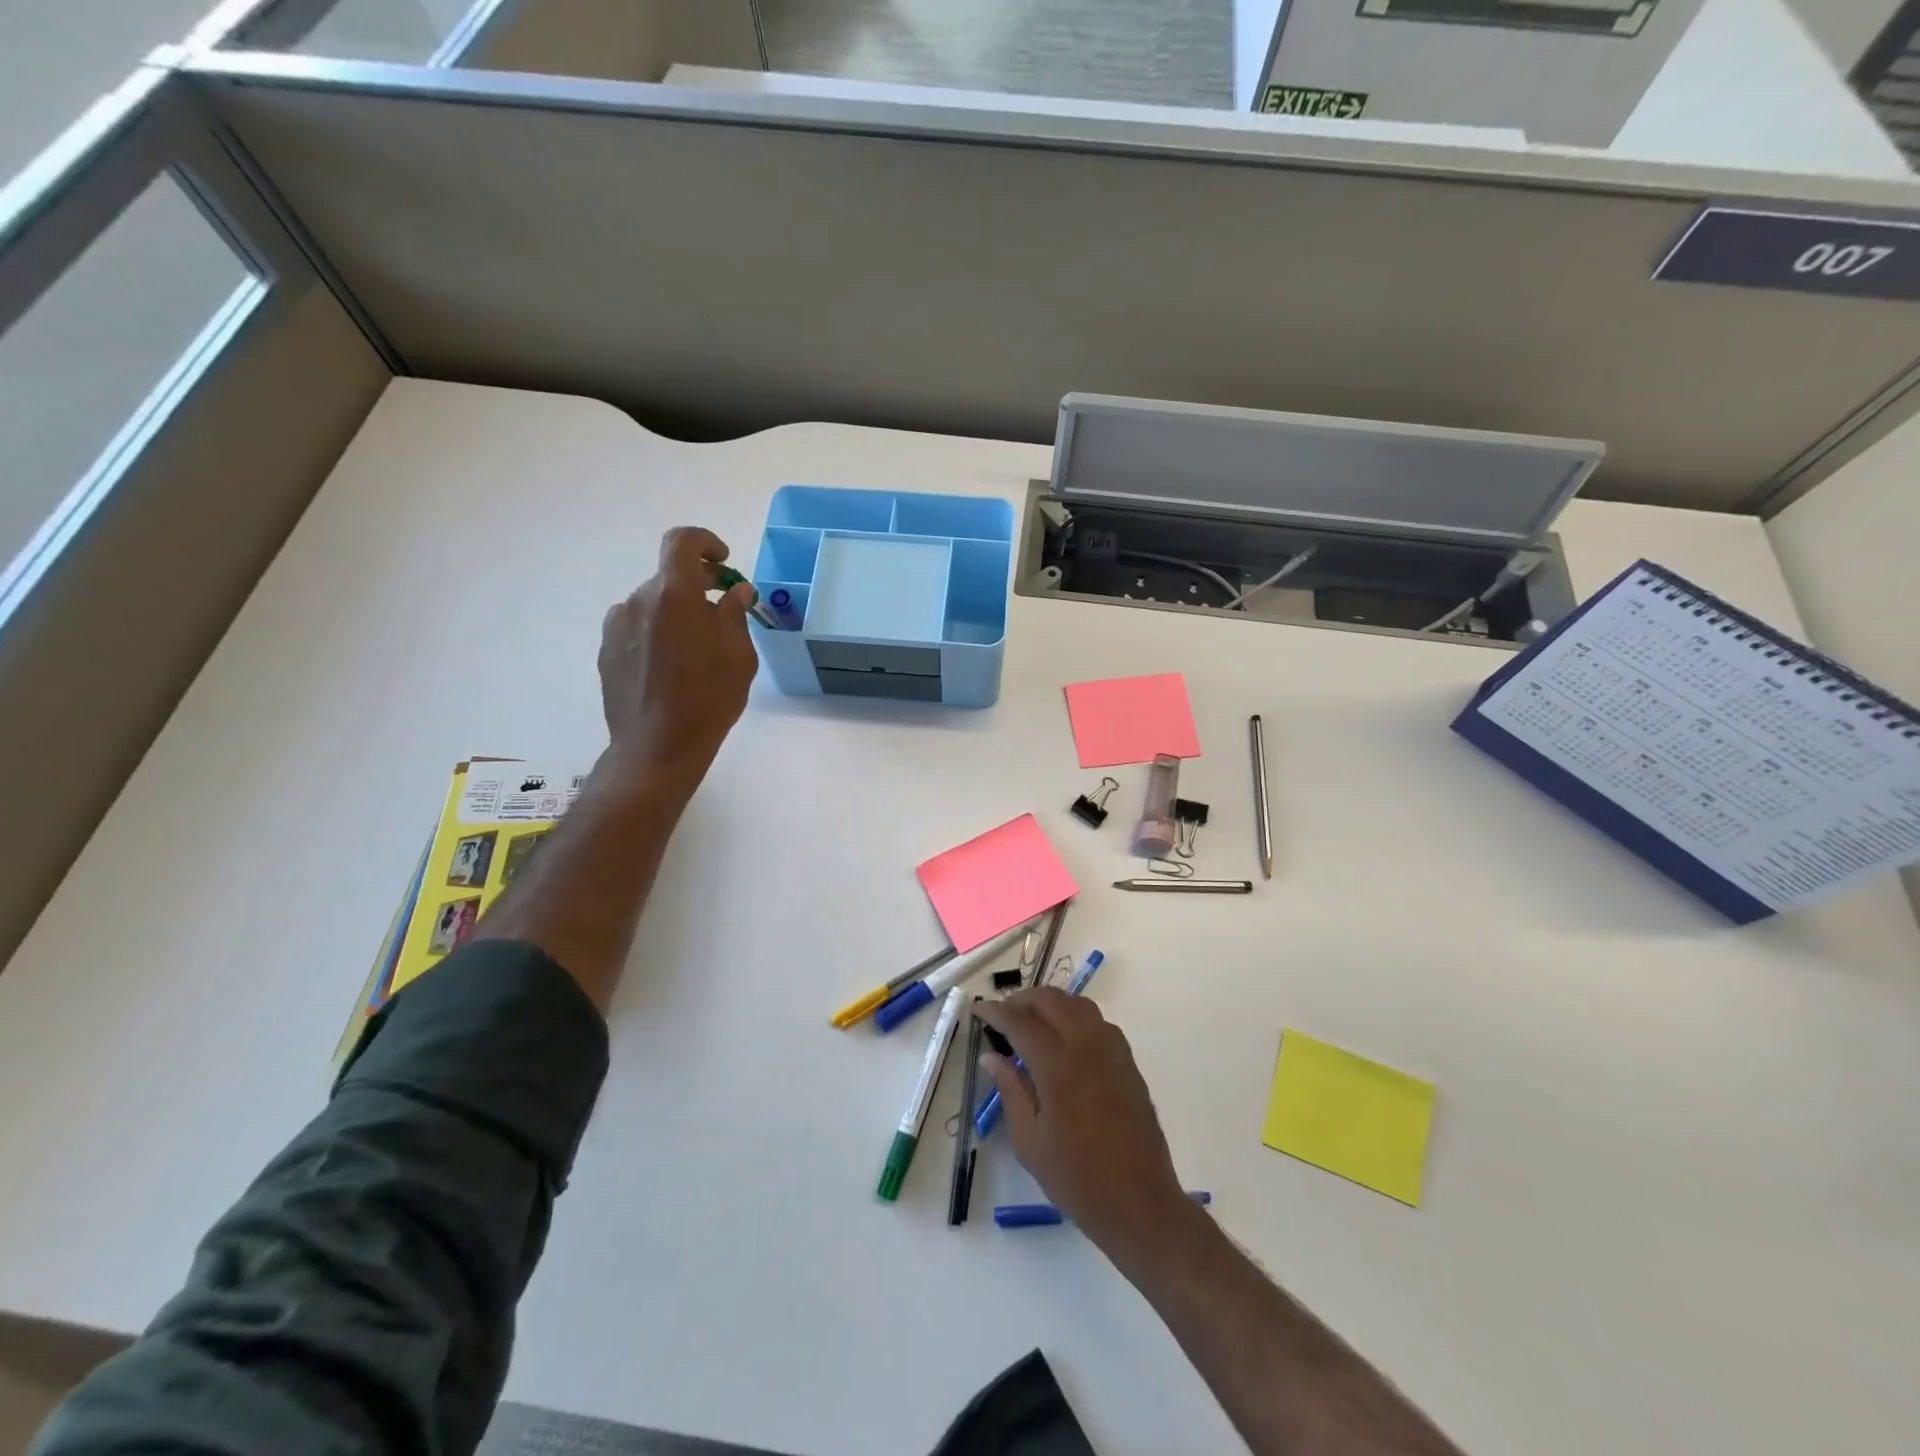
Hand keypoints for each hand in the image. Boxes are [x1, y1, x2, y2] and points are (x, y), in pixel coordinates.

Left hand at [598, 527, 758, 785]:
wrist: (656, 747)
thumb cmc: (709, 700)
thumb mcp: (739, 656)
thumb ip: (735, 615)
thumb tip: (735, 591)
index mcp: (675, 595)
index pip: (682, 542)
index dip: (705, 543)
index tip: (723, 563)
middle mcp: (640, 601)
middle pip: (669, 577)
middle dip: (698, 587)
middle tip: (722, 613)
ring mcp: (617, 626)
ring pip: (652, 604)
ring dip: (675, 613)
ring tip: (695, 650)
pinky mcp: (606, 650)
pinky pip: (636, 627)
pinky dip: (656, 632)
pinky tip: (670, 668)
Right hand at [976, 989, 1188, 1265]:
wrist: (1140, 1203)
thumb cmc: (1077, 1179)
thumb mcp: (1030, 1142)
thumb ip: (1010, 1091)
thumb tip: (991, 1056)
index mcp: (1058, 1067)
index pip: (1021, 1022)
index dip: (996, 1011)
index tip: (979, 1010)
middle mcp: (1086, 1047)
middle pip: (1051, 1001)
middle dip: (1022, 1000)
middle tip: (1003, 1016)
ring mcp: (1112, 1051)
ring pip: (1077, 1004)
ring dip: (1050, 1003)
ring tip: (1031, 1022)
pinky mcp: (1128, 1062)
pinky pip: (1098, 1021)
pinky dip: (1075, 1016)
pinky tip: (1065, 1039)